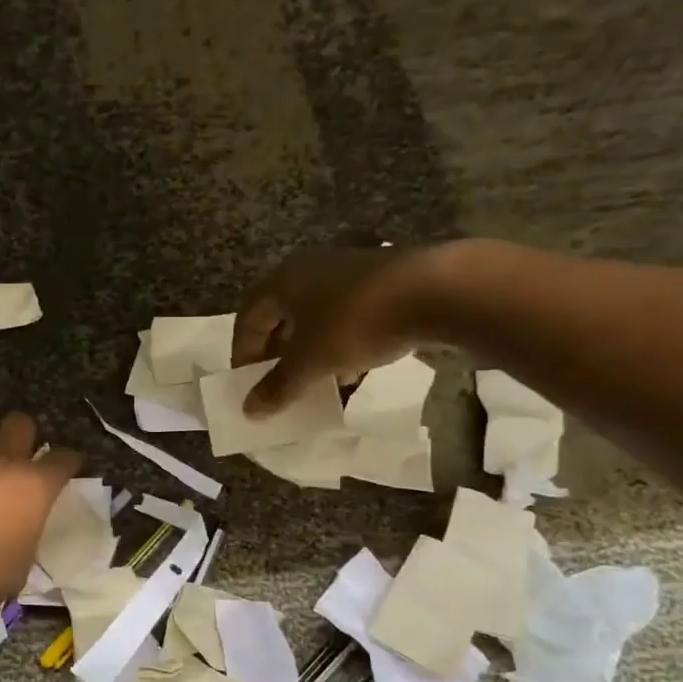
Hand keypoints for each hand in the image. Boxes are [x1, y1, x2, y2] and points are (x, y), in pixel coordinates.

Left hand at [0, 414, 82, 610]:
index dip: (68, 461)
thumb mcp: (20, 565)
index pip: (62, 458)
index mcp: (34, 486)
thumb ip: (25, 537)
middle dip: (26, 434)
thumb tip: (18, 534)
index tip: (67, 465)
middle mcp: (2, 460)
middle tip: (22, 454)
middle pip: (21, 423)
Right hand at [233, 244, 428, 416]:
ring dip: (311, 353)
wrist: (439, 291)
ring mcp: (349, 272)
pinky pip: (348, 317)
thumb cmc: (354, 323)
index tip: (249, 385)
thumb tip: (249, 411)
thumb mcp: (310, 363)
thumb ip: (277, 388)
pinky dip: (342, 345)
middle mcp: (310, 270)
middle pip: (282, 318)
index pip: (248, 320)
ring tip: (316, 385)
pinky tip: (354, 373)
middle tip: (280, 386)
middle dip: (278, 356)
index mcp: (282, 281)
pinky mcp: (383, 282)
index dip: (243, 355)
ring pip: (317, 319)